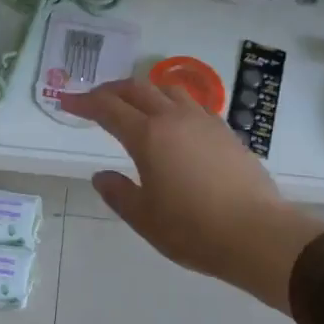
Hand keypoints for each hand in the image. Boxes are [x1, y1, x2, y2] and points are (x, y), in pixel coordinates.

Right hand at [58, 79, 323, 311]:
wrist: (257, 234)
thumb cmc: (193, 229)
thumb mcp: (144, 218)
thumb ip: (118, 193)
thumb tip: (101, 175)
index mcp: (148, 136)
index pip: (108, 108)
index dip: (84, 102)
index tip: (66, 101)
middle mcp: (174, 118)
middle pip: (137, 88)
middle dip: (111, 90)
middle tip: (94, 101)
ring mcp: (204, 121)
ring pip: (167, 89)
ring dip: (144, 90)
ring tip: (134, 105)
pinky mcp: (226, 131)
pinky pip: (191, 103)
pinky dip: (171, 103)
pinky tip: (173, 122)